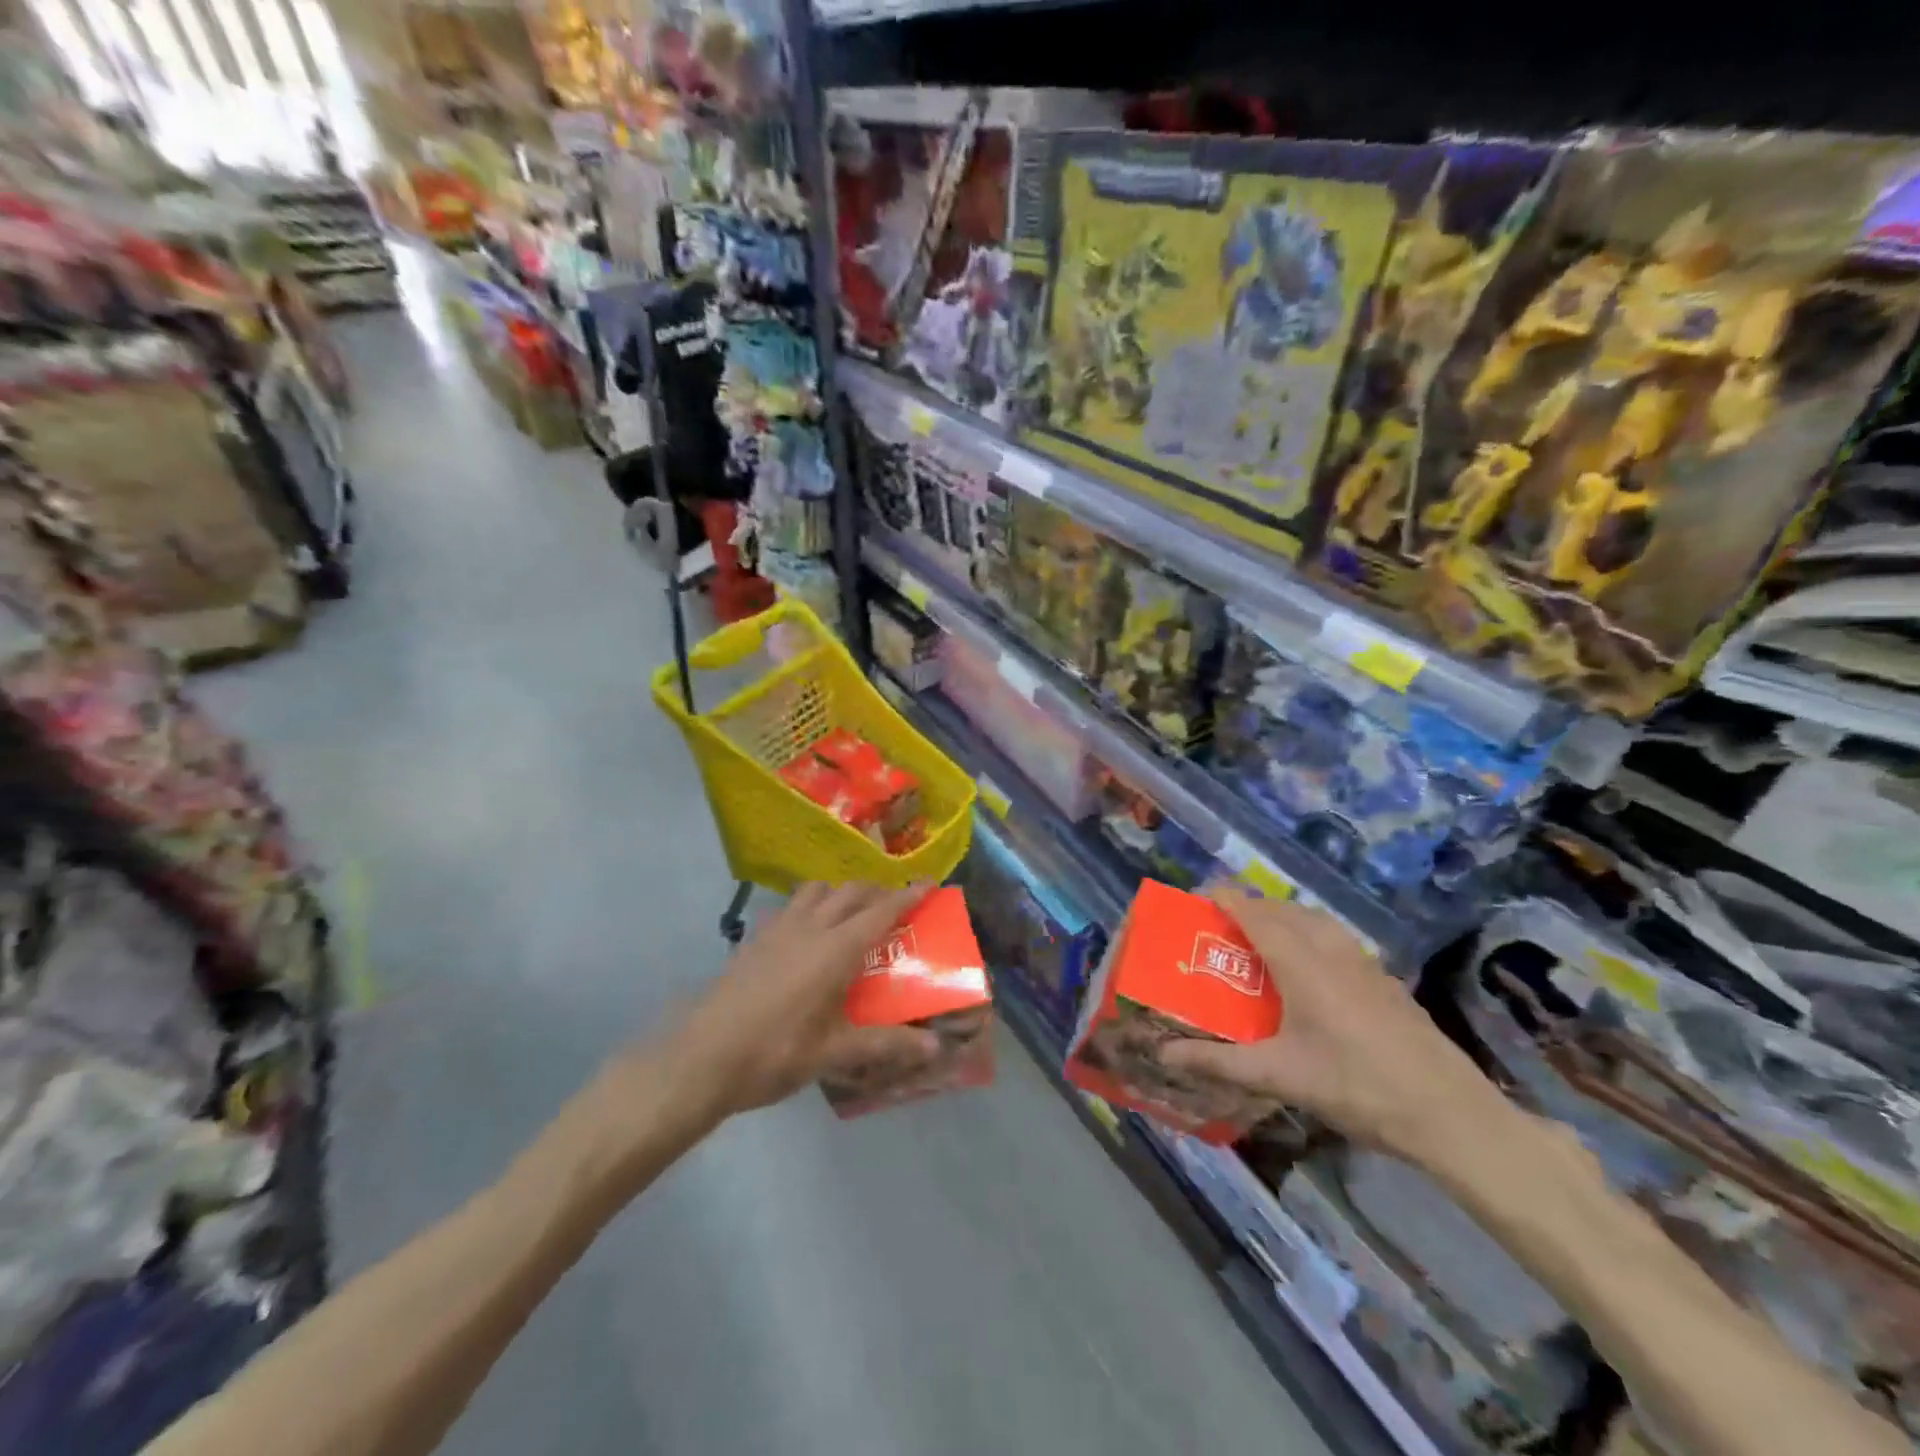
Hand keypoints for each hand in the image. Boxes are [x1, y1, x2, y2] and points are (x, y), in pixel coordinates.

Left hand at [672, 881, 941, 1115]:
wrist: (703, 1057)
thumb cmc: (775, 1053)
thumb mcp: (834, 1052)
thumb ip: (885, 1043)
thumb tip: (934, 1046)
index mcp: (835, 950)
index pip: (880, 912)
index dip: (906, 896)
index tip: (928, 883)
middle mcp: (810, 928)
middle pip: (850, 892)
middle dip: (877, 891)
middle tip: (894, 905)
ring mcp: (778, 929)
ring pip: (816, 890)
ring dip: (840, 892)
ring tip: (850, 912)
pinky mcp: (755, 939)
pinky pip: (790, 906)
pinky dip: (809, 905)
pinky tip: (806, 932)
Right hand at [1157, 885, 1508, 1163]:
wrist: (1450, 1113)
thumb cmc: (1355, 1086)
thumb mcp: (1278, 1076)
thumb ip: (1218, 1062)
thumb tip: (1163, 1055)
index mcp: (1301, 963)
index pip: (1254, 913)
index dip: (1225, 898)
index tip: (1197, 895)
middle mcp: (1331, 949)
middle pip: (1284, 909)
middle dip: (1250, 906)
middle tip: (1221, 923)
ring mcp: (1364, 962)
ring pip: (1314, 920)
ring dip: (1283, 917)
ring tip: (1260, 938)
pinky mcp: (1384, 979)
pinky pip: (1335, 937)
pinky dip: (1310, 934)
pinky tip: (1309, 968)